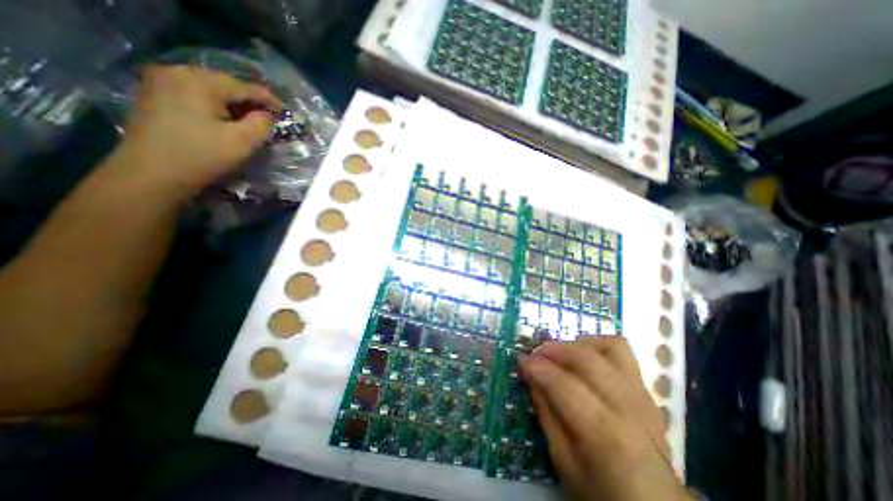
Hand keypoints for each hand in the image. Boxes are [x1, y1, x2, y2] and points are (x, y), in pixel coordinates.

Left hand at [109, 63, 282, 195]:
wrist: (151, 174)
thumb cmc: (202, 156)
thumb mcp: (242, 142)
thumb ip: (262, 124)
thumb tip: (268, 116)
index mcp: (200, 81)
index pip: (246, 87)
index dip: (270, 100)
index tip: (287, 114)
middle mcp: (178, 72)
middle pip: (227, 85)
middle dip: (251, 102)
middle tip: (271, 119)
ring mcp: (162, 81)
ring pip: (211, 89)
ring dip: (234, 105)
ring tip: (251, 120)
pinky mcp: (155, 94)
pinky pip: (196, 94)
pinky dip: (216, 106)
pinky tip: (226, 119)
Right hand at [525, 337, 688, 499]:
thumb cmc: (603, 491)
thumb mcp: (564, 462)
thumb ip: (546, 414)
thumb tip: (531, 376)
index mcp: (606, 435)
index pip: (565, 385)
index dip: (538, 368)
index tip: (521, 361)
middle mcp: (628, 406)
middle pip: (587, 359)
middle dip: (554, 349)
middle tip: (535, 353)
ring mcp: (641, 394)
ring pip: (608, 347)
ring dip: (576, 344)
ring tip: (560, 353)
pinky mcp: (645, 389)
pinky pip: (621, 351)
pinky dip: (597, 345)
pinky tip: (582, 357)